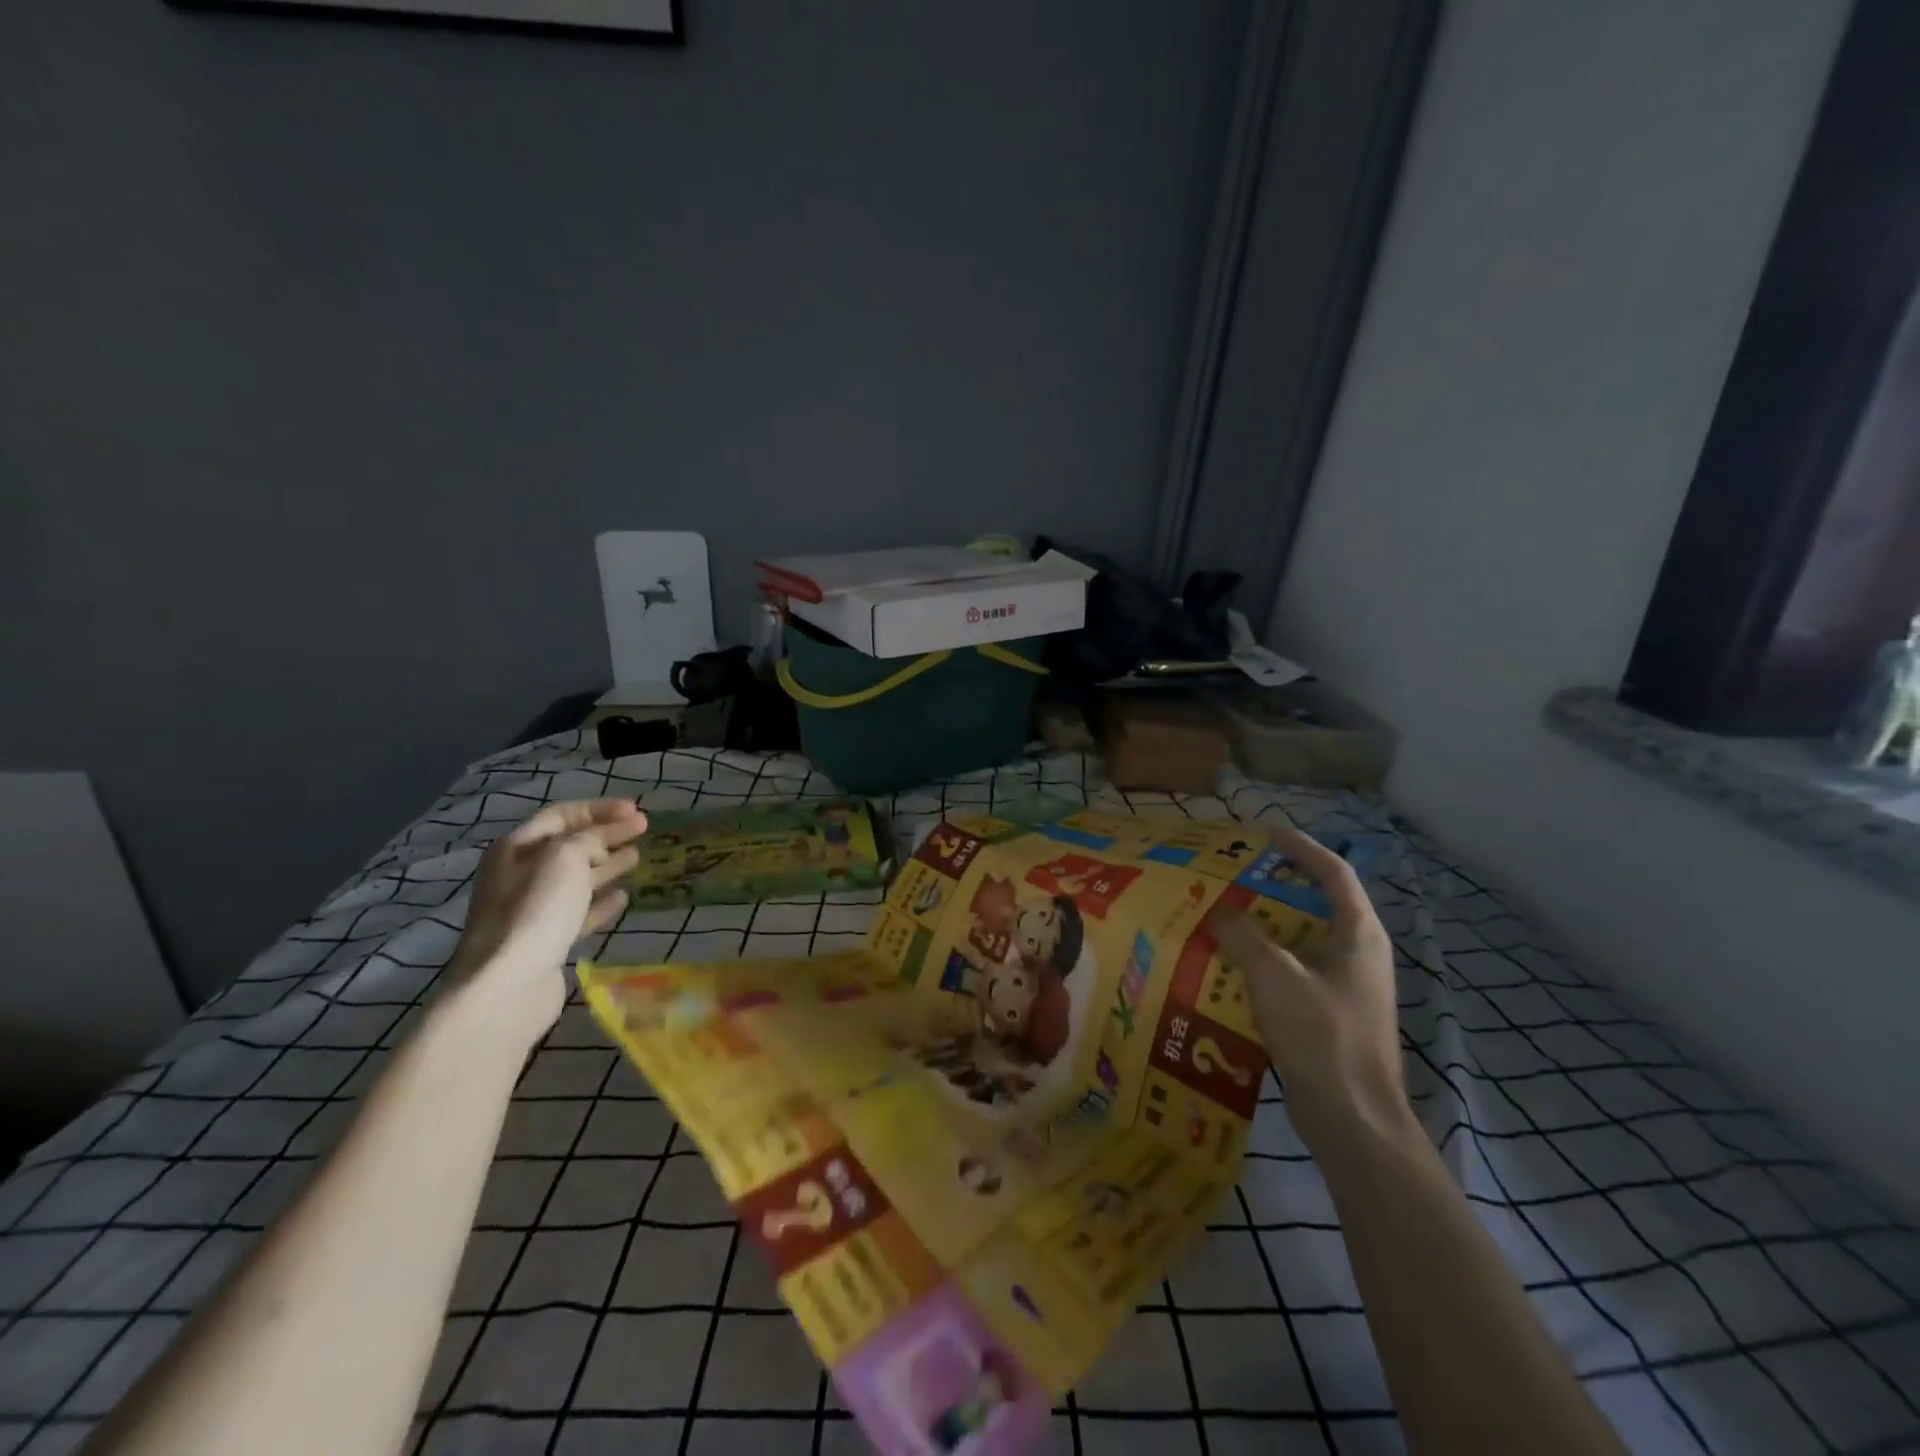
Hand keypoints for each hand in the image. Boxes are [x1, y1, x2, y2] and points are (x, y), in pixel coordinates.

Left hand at [448, 799, 647, 1030]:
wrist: (508, 985)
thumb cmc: (536, 910)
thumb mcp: (566, 858)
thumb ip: (590, 839)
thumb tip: (603, 840)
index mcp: (517, 848)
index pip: (561, 815)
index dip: (599, 809)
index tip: (637, 810)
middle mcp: (520, 874)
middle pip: (570, 846)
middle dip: (607, 835)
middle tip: (643, 830)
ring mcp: (532, 910)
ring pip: (577, 879)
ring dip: (607, 866)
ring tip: (637, 858)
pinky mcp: (547, 940)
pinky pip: (579, 913)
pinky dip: (601, 902)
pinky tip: (623, 898)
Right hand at [1206, 828, 1405, 1153]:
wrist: (1353, 1120)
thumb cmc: (1321, 1035)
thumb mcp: (1273, 975)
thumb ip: (1242, 935)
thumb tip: (1219, 911)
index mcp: (1357, 933)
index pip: (1333, 872)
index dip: (1299, 847)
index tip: (1264, 833)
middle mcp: (1357, 953)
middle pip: (1314, 905)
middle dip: (1272, 889)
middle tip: (1231, 878)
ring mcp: (1346, 985)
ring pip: (1300, 941)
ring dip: (1263, 928)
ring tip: (1221, 919)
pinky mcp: (1331, 1013)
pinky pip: (1294, 971)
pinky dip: (1264, 962)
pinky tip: (1230, 969)